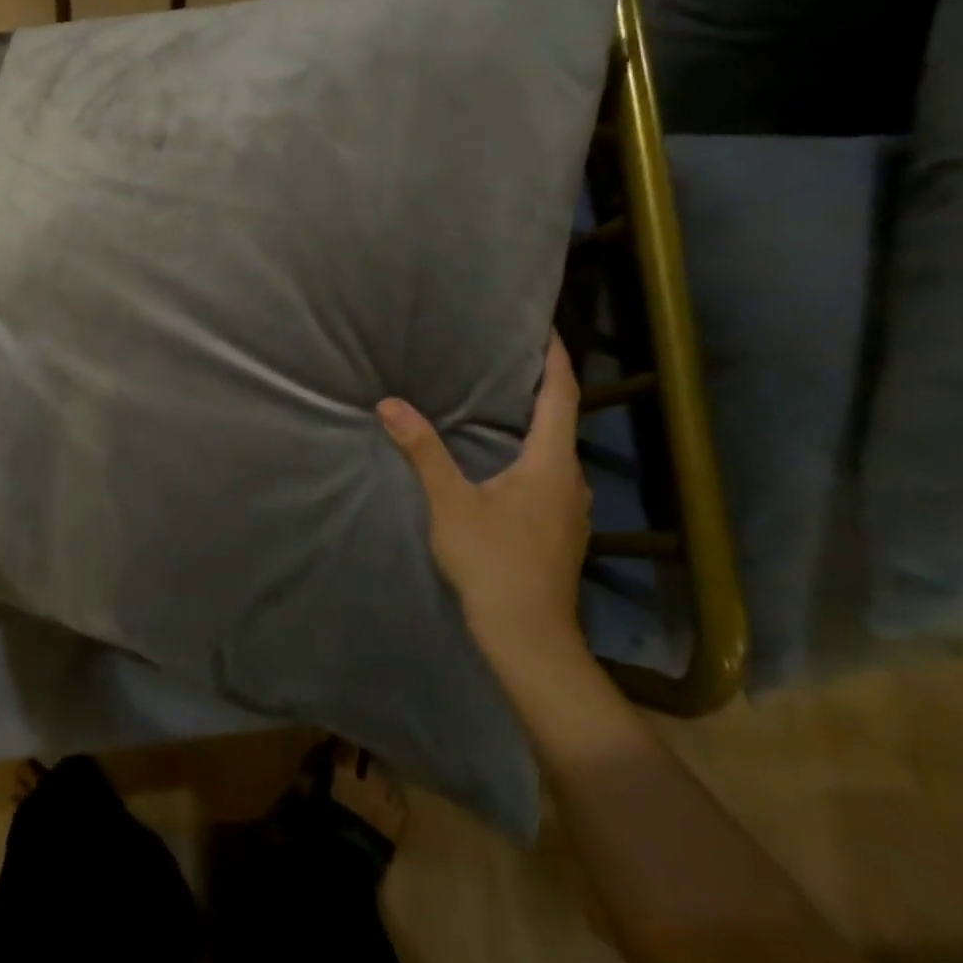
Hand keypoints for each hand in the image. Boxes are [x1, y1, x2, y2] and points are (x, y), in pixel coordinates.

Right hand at [377, 334, 591, 668]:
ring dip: (535, 424)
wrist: (528, 634)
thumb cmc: (493, 561)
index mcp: (552, 463)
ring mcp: (572, 509)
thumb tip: (390, 404)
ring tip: (500, 404)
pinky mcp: (562, 530)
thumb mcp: (451, 502)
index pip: (562, 395)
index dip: (555, 359)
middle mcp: (572, 480)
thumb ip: (423, 451)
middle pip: (562, 420)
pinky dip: (532, 453)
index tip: (544, 328)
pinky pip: (550, 475)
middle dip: (540, 388)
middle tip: (507, 360)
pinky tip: (503, 460)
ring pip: (556, 451)